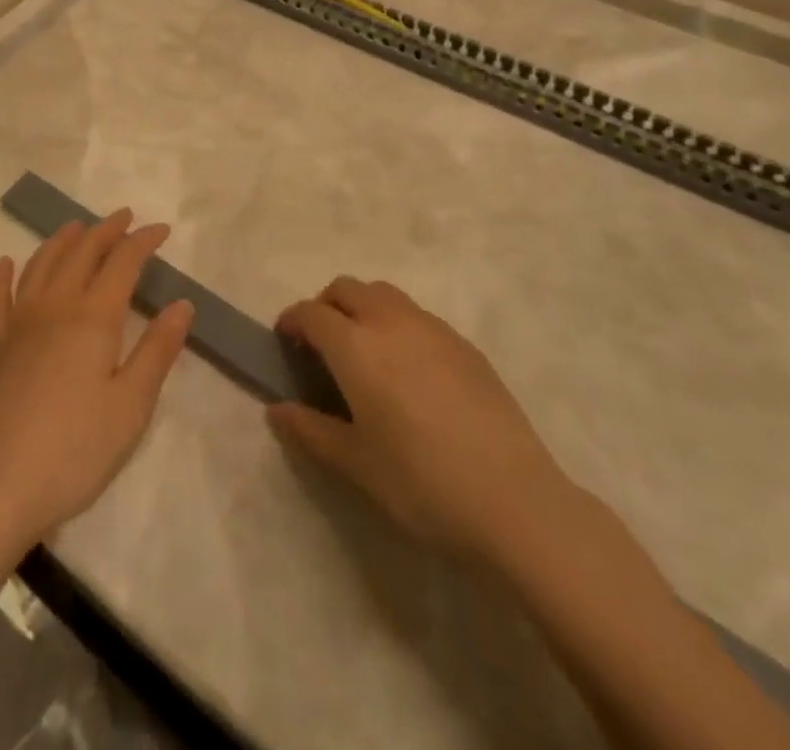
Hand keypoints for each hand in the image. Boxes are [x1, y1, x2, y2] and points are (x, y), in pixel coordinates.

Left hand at [0, 209, 194, 555]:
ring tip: (76, 227)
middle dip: (105, 231)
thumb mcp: (130, 407)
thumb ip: (157, 351)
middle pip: (81, 253)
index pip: (122, 263)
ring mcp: (17, 325)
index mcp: (93, 318)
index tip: (161, 229)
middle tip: (124, 217)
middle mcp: (54, 307)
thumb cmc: (72, 452)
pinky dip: (3, 276)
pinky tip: (5, 263)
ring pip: (40, 265)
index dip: (143, 241)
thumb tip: (182, 303)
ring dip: (61, 241)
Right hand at [267, 276, 564, 564]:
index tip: (284, 342)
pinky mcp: (464, 344)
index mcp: (356, 346)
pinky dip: (397, 325)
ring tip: (366, 354)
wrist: (513, 500)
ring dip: (363, 309)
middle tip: (321, 346)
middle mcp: (390, 322)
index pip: (311, 313)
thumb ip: (309, 430)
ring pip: (384, 294)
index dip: (291, 321)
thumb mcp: (355, 463)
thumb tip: (276, 410)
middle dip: (326, 306)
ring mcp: (432, 328)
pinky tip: (410, 372)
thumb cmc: (421, 483)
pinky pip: (417, 316)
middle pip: (347, 288)